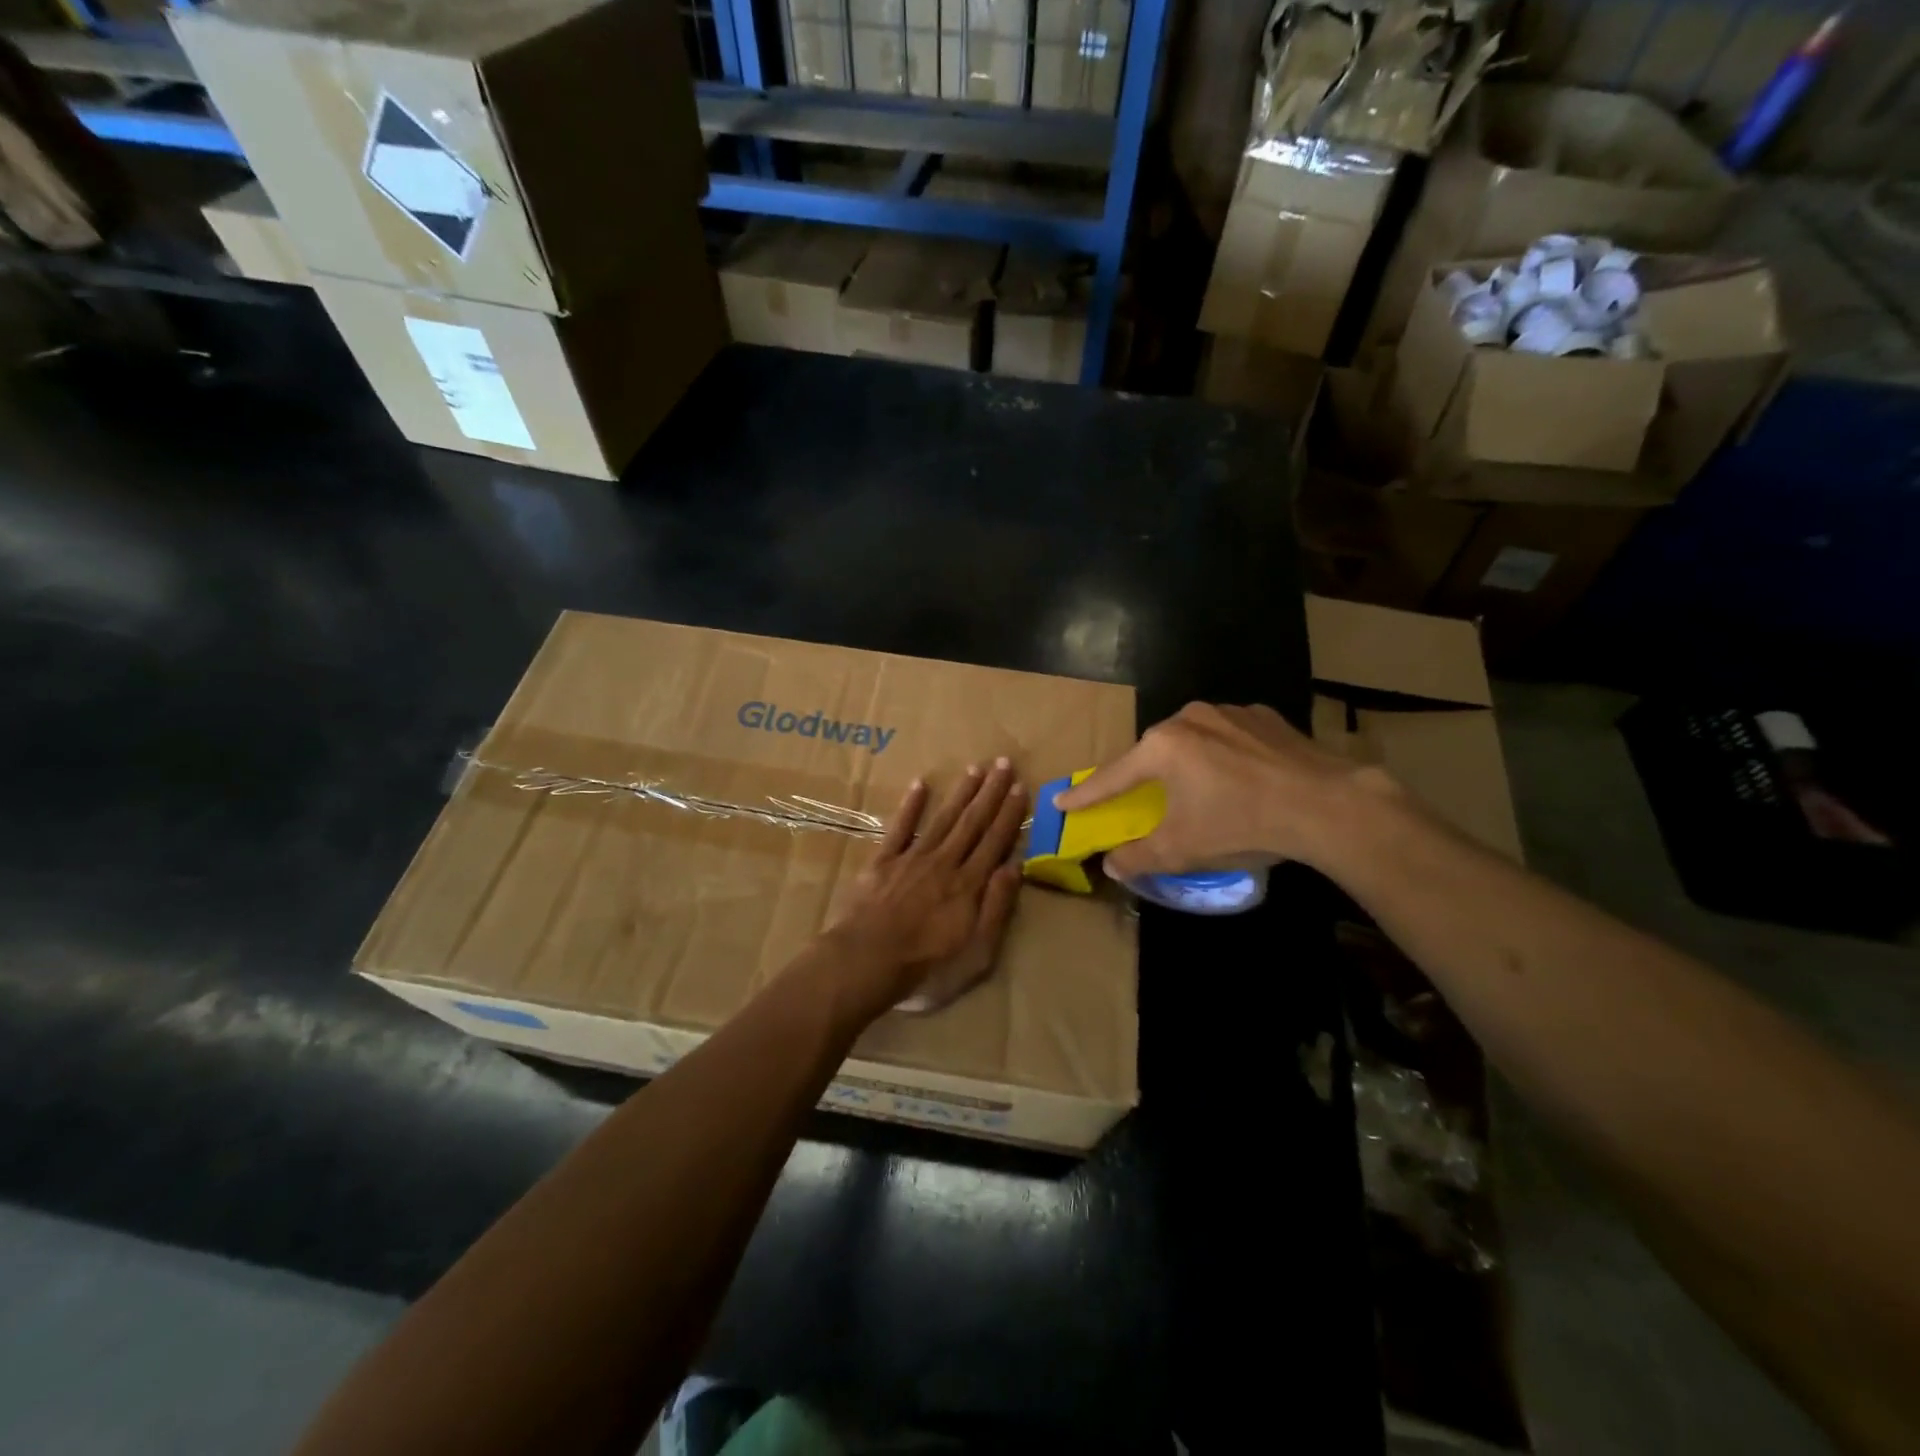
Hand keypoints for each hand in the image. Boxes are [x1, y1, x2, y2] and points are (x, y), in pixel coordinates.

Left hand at [827, 760, 1026, 1016]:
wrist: (866, 963)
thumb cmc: (926, 968)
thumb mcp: (976, 952)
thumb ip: (996, 908)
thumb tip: (1015, 866)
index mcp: (968, 885)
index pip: (995, 842)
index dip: (1009, 814)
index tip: (1020, 787)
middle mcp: (944, 863)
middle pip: (972, 822)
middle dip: (990, 792)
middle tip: (1004, 763)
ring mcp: (912, 859)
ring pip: (942, 819)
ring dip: (961, 792)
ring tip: (975, 767)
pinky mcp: (882, 862)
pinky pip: (899, 828)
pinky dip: (910, 806)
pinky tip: (920, 784)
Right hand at [1054, 702, 1392, 877]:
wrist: (1327, 805)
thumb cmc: (1242, 824)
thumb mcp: (1182, 849)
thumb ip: (1138, 857)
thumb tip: (1111, 866)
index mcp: (1163, 747)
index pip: (1113, 777)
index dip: (1086, 795)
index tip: (1061, 801)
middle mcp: (1190, 718)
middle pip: (1154, 753)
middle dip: (1144, 777)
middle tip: (1141, 798)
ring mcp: (1230, 712)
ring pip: (1194, 741)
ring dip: (1189, 765)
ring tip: (1202, 792)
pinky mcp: (1266, 717)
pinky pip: (1231, 737)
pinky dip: (1225, 756)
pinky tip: (1243, 778)